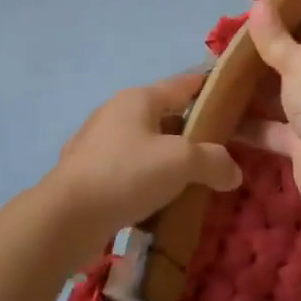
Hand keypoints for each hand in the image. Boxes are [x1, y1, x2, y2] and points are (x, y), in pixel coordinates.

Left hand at [43, 74, 241, 257]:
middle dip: (190, 132)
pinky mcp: (87, 173)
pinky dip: (145, 181)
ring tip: (192, 181)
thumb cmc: (127, 174)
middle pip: (163, 116)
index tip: (230, 94)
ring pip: (144, 145)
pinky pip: (127, 171)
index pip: (182, 84)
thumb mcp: (181, 163)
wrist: (67, 217)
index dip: (207, 86)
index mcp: (138, 99)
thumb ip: (213, 161)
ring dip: (167, 160)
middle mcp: (116, 113)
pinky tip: (159, 203)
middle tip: (218, 151)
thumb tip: (233, 171)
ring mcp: (97, 143)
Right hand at [240, 0, 300, 221]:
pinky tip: (223, 109)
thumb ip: (275, 37)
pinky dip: (253, 120)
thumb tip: (258, 7)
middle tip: (246, 17)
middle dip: (280, 35)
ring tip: (226, 59)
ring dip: (261, 78)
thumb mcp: (300, 63)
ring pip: (289, 86)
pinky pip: (276, 125)